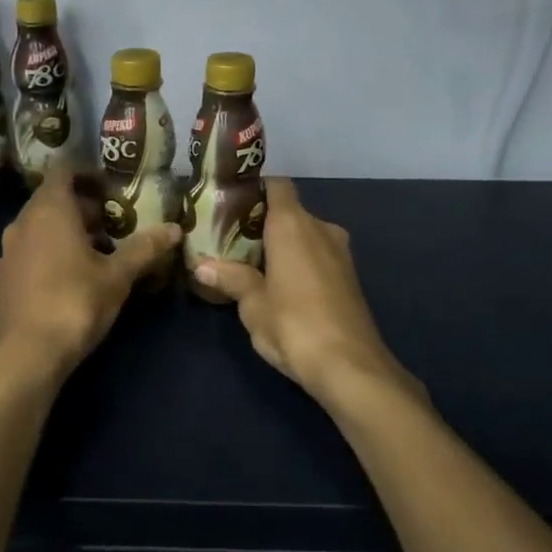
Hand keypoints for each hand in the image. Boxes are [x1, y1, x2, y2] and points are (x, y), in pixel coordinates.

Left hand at [0, 166, 180, 382]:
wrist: (28, 356)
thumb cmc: (75, 303)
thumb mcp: (118, 275)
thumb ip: (145, 247)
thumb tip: (175, 228)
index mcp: (49, 210)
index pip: (64, 171)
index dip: (88, 174)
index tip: (112, 190)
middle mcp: (22, 223)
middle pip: (52, 199)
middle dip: (83, 207)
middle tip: (114, 224)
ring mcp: (7, 251)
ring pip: (39, 227)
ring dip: (67, 231)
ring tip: (97, 252)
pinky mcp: (2, 278)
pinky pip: (29, 251)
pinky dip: (49, 252)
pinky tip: (69, 278)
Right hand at [191, 178, 418, 411]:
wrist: (350, 366)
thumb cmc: (294, 324)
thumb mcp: (253, 304)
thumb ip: (230, 278)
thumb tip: (201, 266)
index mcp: (294, 224)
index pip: (277, 185)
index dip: (255, 189)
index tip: (231, 204)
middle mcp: (320, 227)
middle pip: (289, 211)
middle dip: (262, 223)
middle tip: (232, 240)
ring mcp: (340, 252)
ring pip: (305, 234)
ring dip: (283, 244)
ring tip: (251, 263)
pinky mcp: (350, 276)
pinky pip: (318, 254)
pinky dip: (299, 260)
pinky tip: (280, 284)